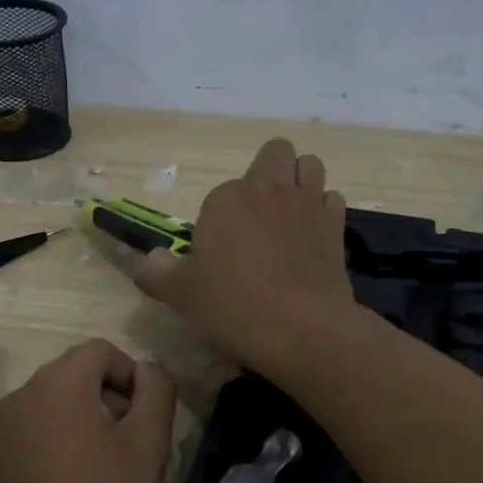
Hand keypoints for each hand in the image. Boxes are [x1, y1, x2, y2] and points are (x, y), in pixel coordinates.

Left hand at [0, 339, 176, 482]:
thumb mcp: (148, 445)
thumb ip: (156, 390)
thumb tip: (148, 368)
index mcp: (58, 383)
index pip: (101, 350)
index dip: (133, 374)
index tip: (147, 417)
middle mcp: (23, 395)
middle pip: (76, 372)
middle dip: (111, 395)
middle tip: (133, 442)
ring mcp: (5, 429)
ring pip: (57, 402)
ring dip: (88, 418)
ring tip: (109, 466)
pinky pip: (39, 429)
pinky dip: (64, 439)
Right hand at [131, 138, 355, 376]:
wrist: (302, 330)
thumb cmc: (233, 307)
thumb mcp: (180, 295)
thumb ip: (156, 272)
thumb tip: (146, 260)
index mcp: (226, 199)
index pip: (219, 194)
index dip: (217, 221)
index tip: (217, 255)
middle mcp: (269, 190)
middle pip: (275, 153)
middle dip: (267, 172)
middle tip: (255, 214)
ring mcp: (307, 204)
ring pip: (310, 166)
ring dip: (299, 180)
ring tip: (287, 214)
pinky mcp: (336, 227)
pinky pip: (332, 199)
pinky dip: (322, 209)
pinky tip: (311, 235)